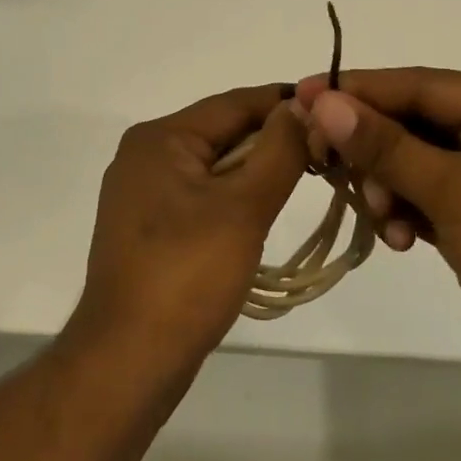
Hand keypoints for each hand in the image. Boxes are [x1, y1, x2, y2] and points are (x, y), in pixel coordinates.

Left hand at [73, 84, 309, 364]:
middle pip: (221, 132)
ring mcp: (141, 193)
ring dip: (255, 170)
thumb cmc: (187, 275)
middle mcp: (144, 154)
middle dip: (271, 139)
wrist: (128, 359)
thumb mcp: (243, 207)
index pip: (233, 103)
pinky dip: (232, 197)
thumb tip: (303, 105)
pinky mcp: (146, 227)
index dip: (282, 102)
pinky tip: (260, 213)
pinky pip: (199, 195)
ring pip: (212, 166)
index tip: (332, 108)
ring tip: (304, 177)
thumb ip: (278, 150)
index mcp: (160, 137)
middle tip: (327, 149)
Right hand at [293, 68, 460, 393]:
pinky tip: (398, 241)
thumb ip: (386, 145)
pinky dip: (401, 215)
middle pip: (411, 123)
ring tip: (379, 214)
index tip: (303, 95)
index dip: (359, 88)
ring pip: (410, 164)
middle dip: (368, 143)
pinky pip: (420, 201)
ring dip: (385, 185)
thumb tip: (324, 102)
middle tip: (318, 157)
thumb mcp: (457, 189)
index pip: (419, 85)